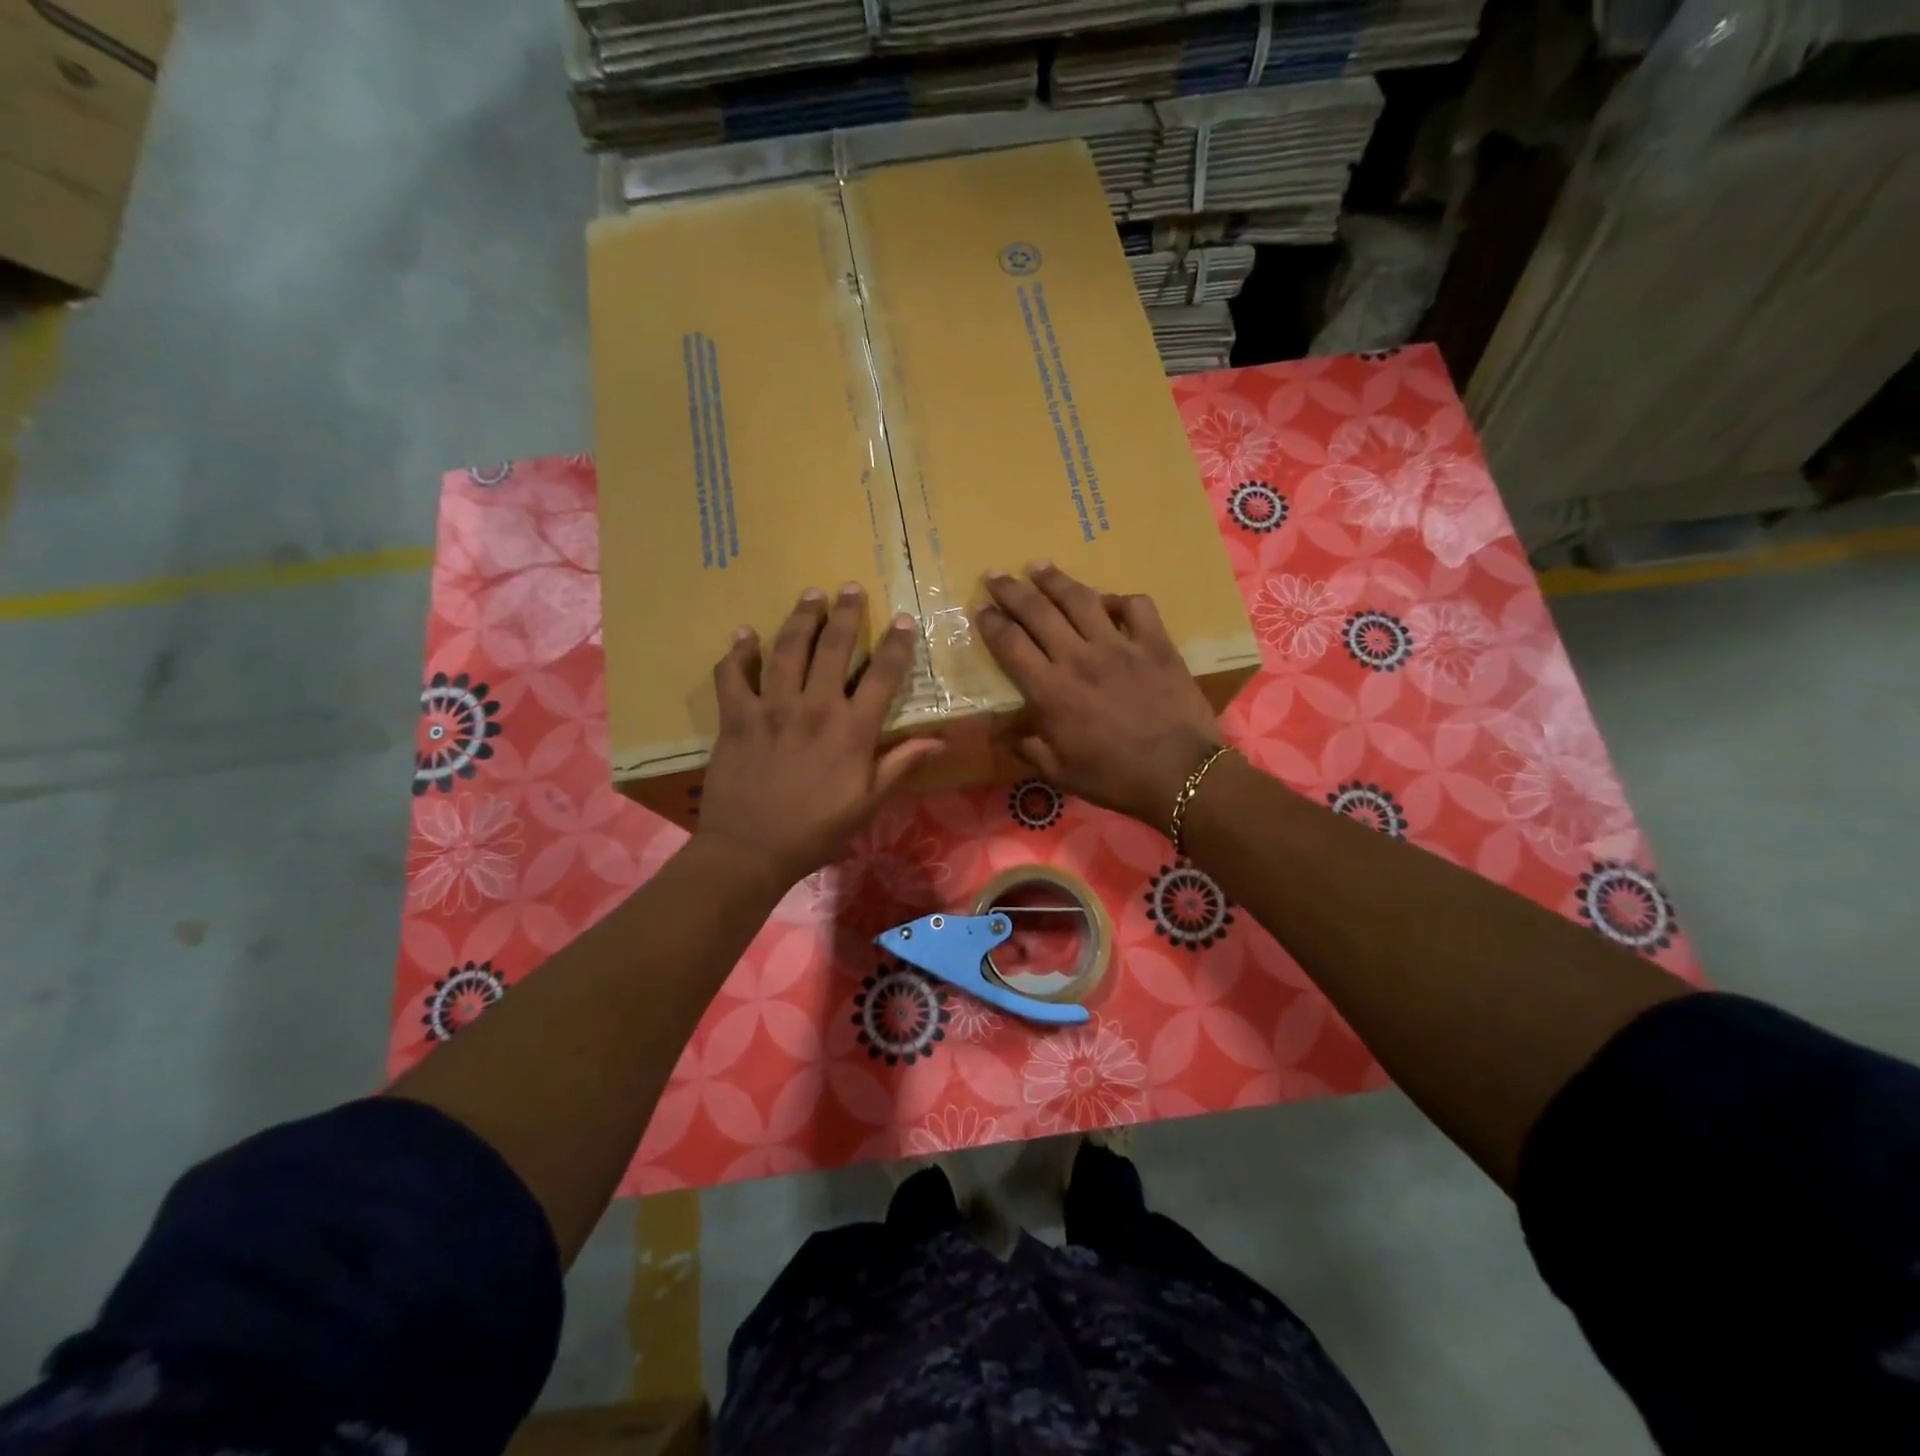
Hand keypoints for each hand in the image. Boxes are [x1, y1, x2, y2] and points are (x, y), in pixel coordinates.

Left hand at [694, 585, 943, 891]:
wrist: (750, 851)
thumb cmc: (816, 831)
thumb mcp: (868, 803)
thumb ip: (901, 765)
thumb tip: (940, 740)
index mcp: (852, 730)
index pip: (882, 676)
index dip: (895, 645)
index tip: (902, 620)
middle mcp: (814, 708)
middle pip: (833, 648)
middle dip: (845, 614)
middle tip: (849, 587)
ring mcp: (771, 708)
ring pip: (787, 650)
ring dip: (801, 619)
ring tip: (810, 595)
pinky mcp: (736, 717)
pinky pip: (733, 675)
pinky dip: (738, 653)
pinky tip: (746, 635)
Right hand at [977, 563, 1222, 827]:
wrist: (1179, 775)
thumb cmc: (1114, 778)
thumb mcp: (1060, 774)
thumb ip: (1029, 749)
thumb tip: (1005, 735)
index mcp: (1050, 691)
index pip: (1011, 644)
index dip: (991, 622)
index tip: (980, 608)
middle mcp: (1078, 658)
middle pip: (1037, 611)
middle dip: (1011, 590)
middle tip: (995, 574)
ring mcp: (1119, 646)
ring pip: (1080, 599)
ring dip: (1055, 579)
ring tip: (1038, 566)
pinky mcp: (1155, 644)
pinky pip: (1135, 606)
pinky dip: (1118, 599)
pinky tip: (1107, 600)